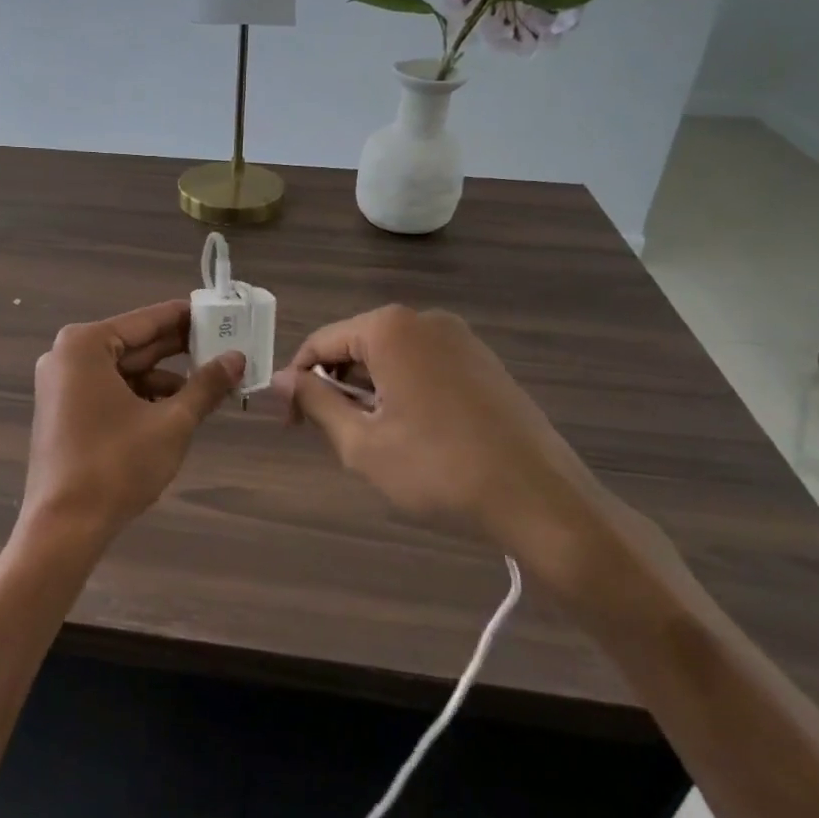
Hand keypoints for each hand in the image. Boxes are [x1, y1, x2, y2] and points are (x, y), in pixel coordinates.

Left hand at [21, 300, 244, 553]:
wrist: (63, 528)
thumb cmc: (116, 465)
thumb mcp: (171, 423)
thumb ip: (205, 386)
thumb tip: (237, 358)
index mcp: (86, 345)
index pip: (147, 321)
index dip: (187, 318)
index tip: (220, 313)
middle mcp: (67, 356)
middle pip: (134, 344)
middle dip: (179, 351)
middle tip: (225, 347)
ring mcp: (61, 384)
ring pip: (124, 371)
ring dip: (164, 379)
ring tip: (209, 388)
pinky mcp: (63, 411)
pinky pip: (110, 390)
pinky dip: (142, 397)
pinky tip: (176, 410)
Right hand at [272, 305, 672, 604]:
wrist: (539, 498)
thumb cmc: (438, 469)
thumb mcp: (361, 442)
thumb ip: (314, 402)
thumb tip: (279, 380)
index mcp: (389, 329)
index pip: (320, 342)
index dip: (297, 382)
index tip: (290, 423)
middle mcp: (425, 319)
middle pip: (357, 344)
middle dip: (336, 385)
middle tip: (334, 436)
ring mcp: (461, 338)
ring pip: (391, 356)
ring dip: (370, 390)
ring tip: (377, 440)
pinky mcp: (484, 361)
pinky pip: (424, 364)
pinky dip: (405, 390)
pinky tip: (417, 434)